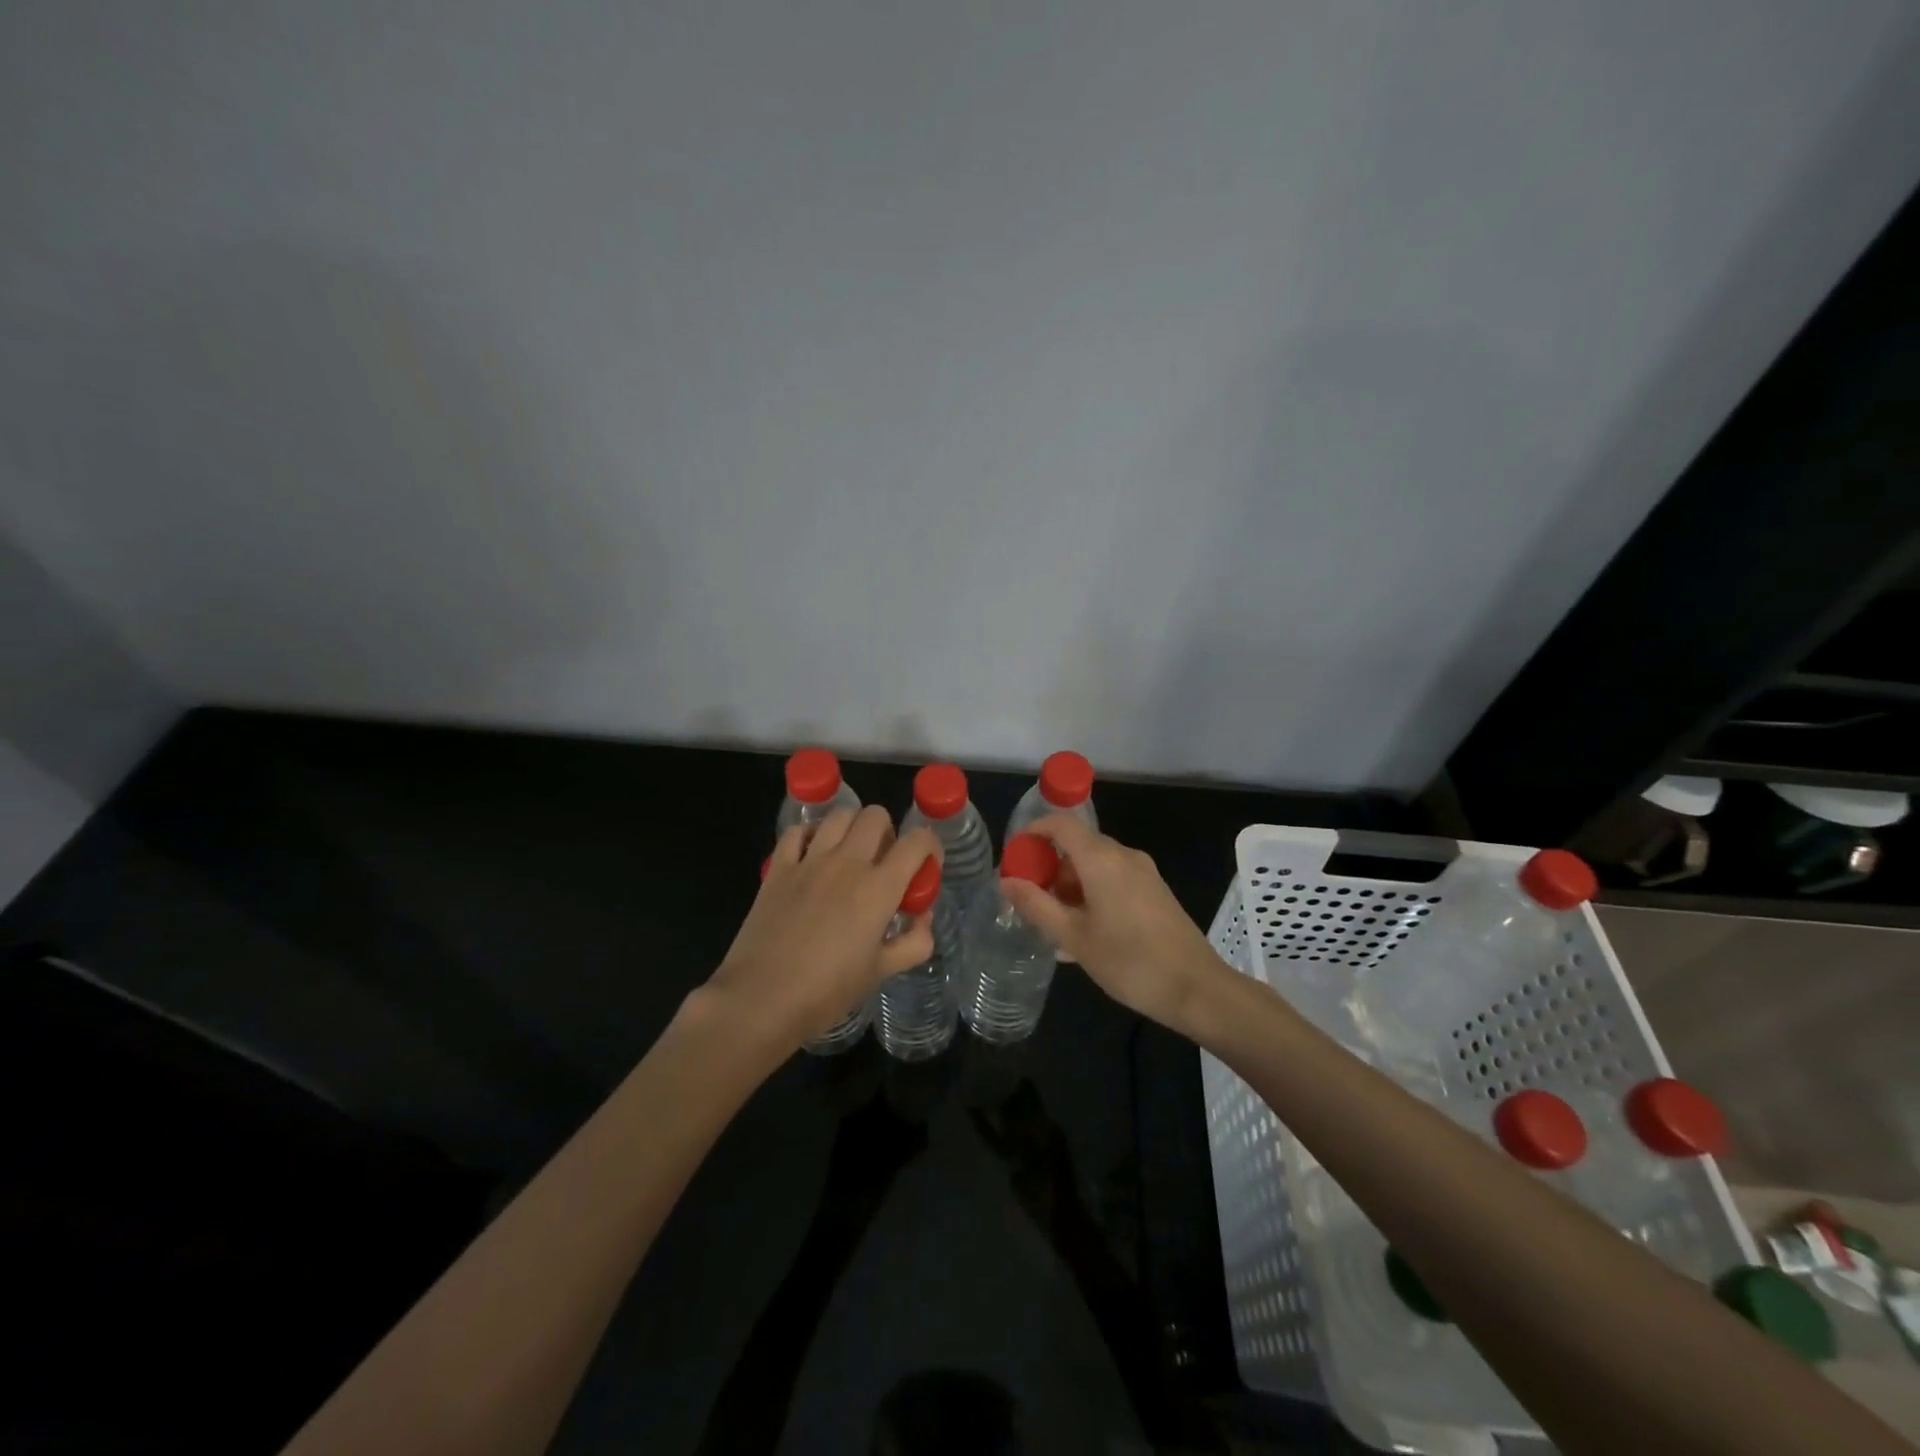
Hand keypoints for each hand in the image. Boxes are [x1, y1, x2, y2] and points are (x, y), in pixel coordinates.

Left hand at [712, 807, 940, 1048]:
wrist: (761, 998)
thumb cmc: (827, 990)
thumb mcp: (881, 972)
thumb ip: (914, 942)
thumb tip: (923, 919)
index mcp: (879, 887)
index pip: (917, 842)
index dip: (930, 846)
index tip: (927, 865)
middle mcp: (847, 862)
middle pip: (876, 816)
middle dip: (889, 832)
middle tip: (885, 862)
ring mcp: (809, 860)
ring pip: (839, 815)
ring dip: (852, 827)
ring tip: (850, 854)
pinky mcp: (778, 868)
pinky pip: (796, 832)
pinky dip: (810, 835)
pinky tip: (812, 855)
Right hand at [1001, 815, 1228, 1036]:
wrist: (1197, 989)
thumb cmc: (1129, 961)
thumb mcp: (1073, 937)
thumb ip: (1036, 905)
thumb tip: (1006, 881)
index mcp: (1101, 859)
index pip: (1061, 824)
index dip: (1033, 832)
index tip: (1014, 856)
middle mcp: (1124, 855)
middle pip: (1078, 844)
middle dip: (1050, 866)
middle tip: (1030, 898)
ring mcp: (1144, 872)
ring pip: (1096, 864)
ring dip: (1071, 883)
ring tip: (1055, 920)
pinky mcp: (1155, 891)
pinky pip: (1114, 878)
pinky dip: (1092, 891)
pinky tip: (1085, 929)